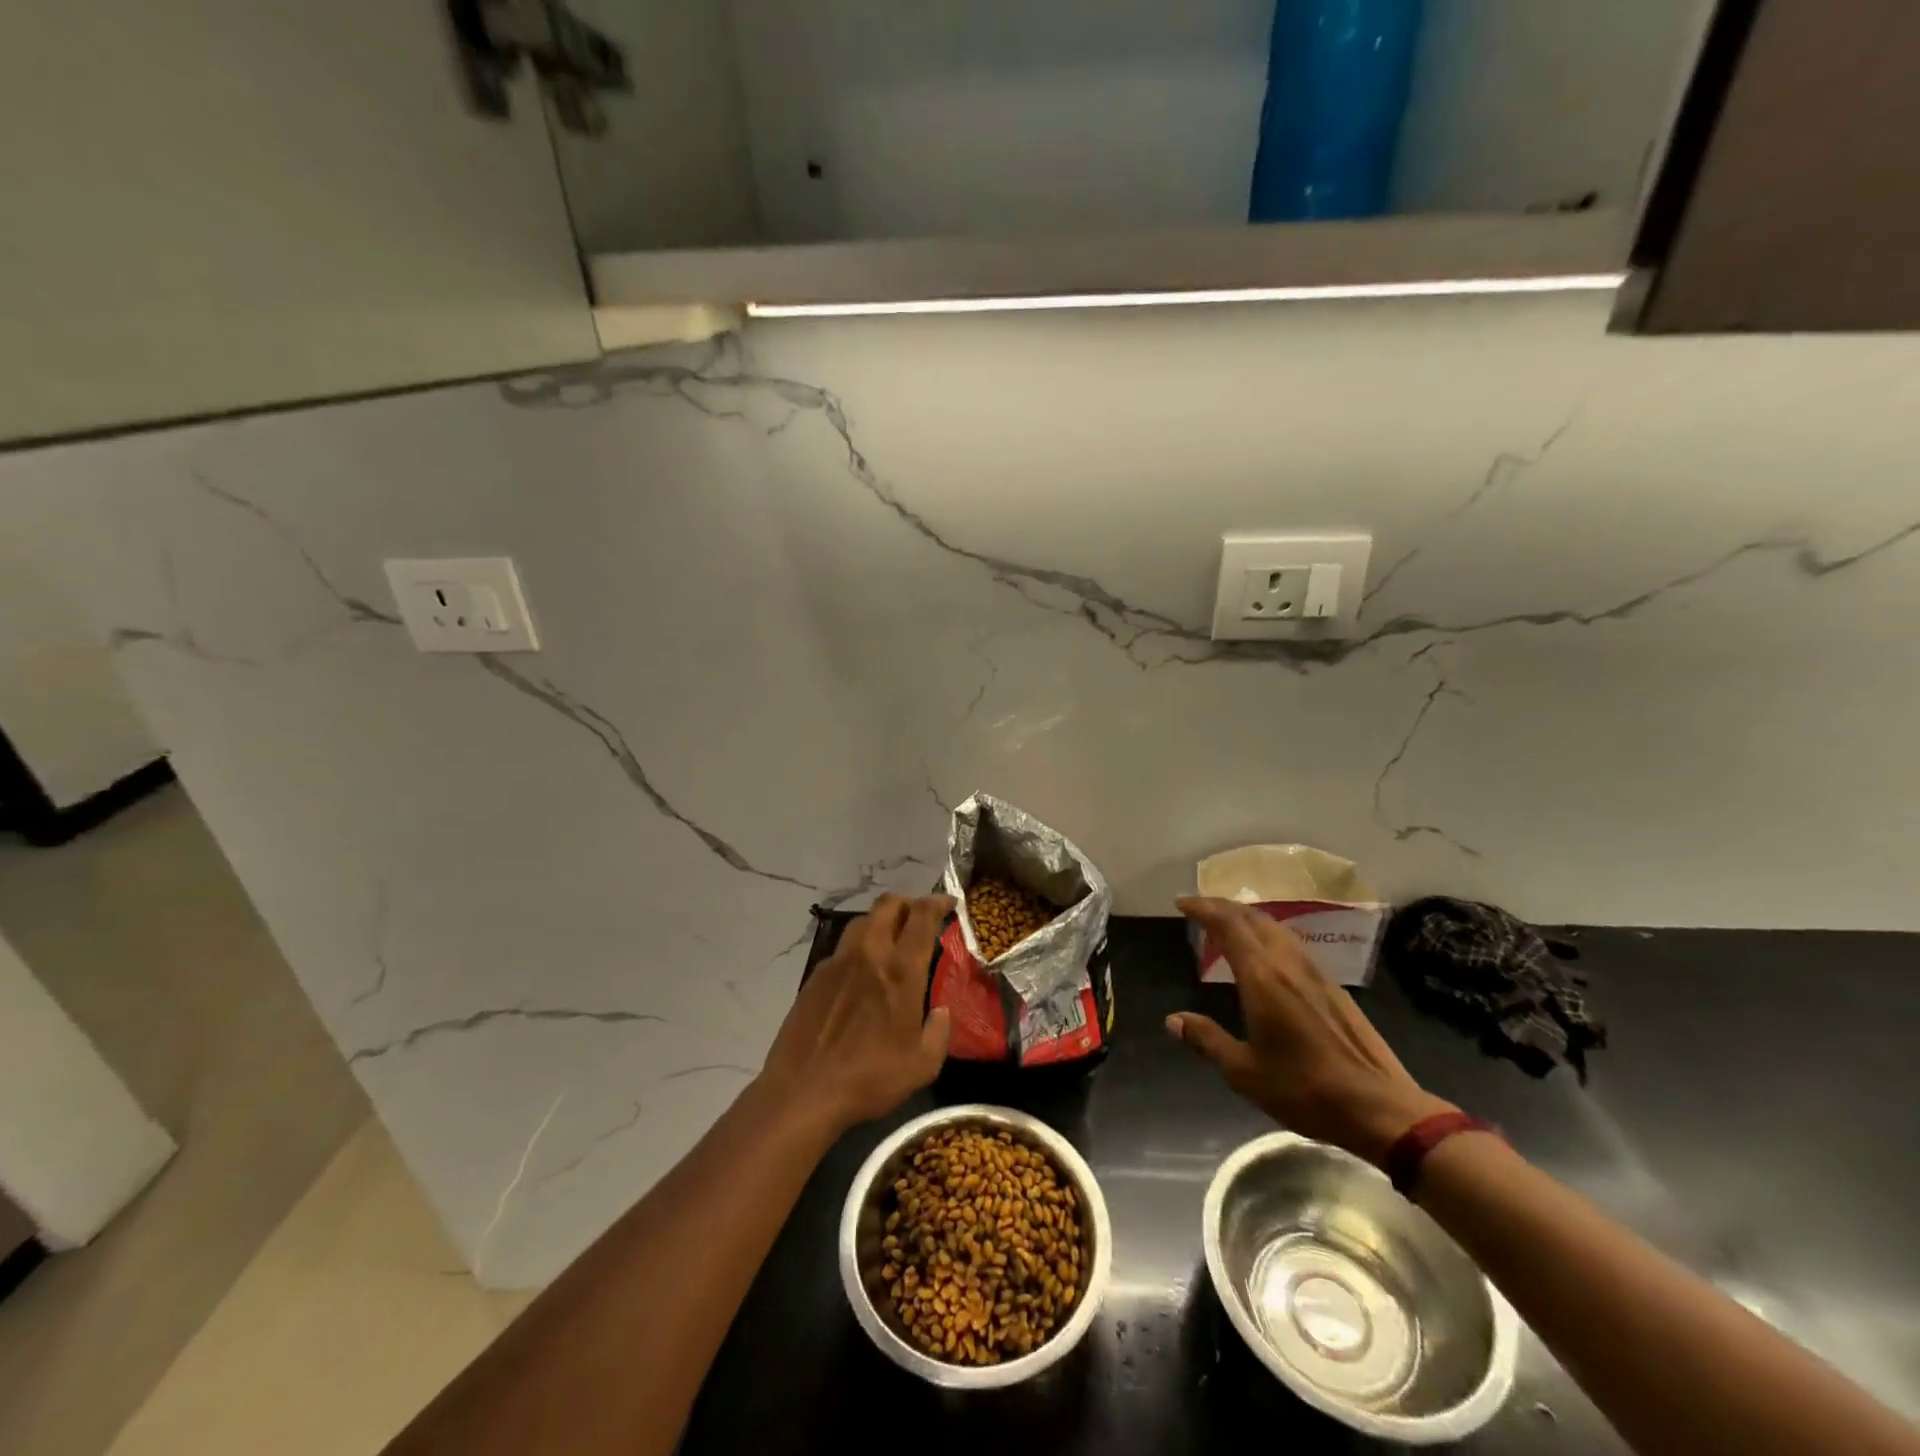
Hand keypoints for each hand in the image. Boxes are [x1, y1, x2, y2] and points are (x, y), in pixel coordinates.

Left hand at [758, 893, 953, 1133]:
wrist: (803, 1091)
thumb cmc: (870, 1077)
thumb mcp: (922, 1065)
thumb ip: (939, 1032)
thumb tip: (941, 1012)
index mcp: (900, 970)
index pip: (921, 916)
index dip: (937, 902)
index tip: (949, 903)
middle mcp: (869, 953)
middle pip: (888, 904)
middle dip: (908, 902)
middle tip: (920, 917)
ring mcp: (838, 961)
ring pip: (862, 920)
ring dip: (882, 920)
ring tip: (891, 940)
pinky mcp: (816, 975)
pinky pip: (843, 947)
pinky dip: (859, 947)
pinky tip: (861, 972)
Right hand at [1169, 897, 1455, 1164]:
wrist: (1381, 1108)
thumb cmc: (1306, 1090)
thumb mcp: (1244, 1073)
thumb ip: (1207, 1041)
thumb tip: (1173, 1020)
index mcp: (1262, 978)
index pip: (1228, 926)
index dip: (1203, 909)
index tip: (1182, 903)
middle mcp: (1288, 965)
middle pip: (1253, 919)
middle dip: (1223, 907)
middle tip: (1199, 908)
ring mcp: (1316, 973)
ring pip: (1277, 928)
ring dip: (1248, 917)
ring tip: (1228, 923)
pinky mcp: (1334, 988)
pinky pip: (1292, 944)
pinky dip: (1268, 934)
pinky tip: (1266, 953)